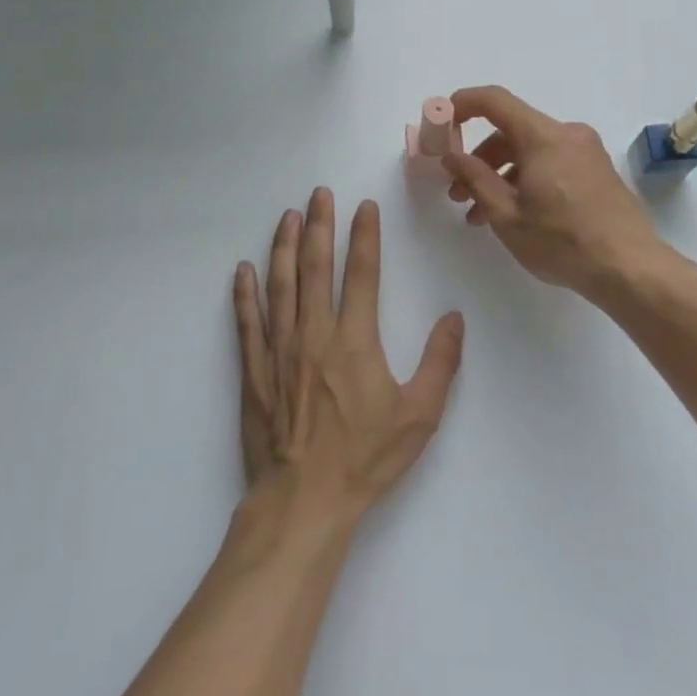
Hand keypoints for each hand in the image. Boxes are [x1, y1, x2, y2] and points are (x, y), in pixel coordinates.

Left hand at [234, 189, 464, 523]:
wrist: (304, 501)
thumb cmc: (365, 459)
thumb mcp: (419, 416)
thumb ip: (440, 363)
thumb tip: (454, 317)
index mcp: (354, 339)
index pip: (361, 272)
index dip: (363, 235)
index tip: (363, 206)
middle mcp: (314, 332)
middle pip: (315, 266)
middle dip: (318, 225)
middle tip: (318, 193)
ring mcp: (279, 349)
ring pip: (279, 284)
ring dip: (282, 246)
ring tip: (286, 216)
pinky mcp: (254, 370)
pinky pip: (247, 322)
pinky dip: (244, 293)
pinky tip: (242, 270)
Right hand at [442, 85, 672, 298]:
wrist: (630, 269)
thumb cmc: (562, 241)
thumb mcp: (507, 214)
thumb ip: (474, 178)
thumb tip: (451, 155)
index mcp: (543, 136)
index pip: (495, 100)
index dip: (462, 104)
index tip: (441, 123)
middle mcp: (566, 134)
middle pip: (511, 131)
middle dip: (479, 158)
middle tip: (457, 191)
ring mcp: (585, 152)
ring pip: (530, 150)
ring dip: (500, 174)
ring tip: (480, 214)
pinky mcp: (596, 171)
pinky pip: (550, 162)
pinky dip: (526, 179)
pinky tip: (515, 215)